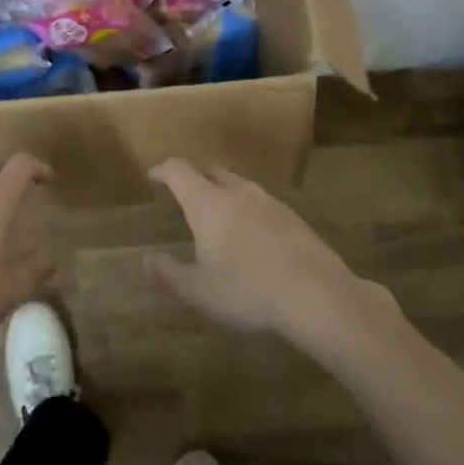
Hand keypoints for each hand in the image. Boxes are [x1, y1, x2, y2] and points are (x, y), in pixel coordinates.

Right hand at [145, 160, 379, 340]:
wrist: (316, 294)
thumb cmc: (246, 290)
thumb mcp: (198, 291)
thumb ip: (169, 273)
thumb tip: (147, 260)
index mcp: (207, 203)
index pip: (179, 171)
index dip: (163, 170)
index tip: (153, 176)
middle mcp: (237, 192)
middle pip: (212, 172)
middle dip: (196, 179)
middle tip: (186, 195)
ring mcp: (269, 202)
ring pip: (240, 186)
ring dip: (225, 193)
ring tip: (220, 217)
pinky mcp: (294, 218)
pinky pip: (262, 205)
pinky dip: (250, 211)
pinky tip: (253, 237)